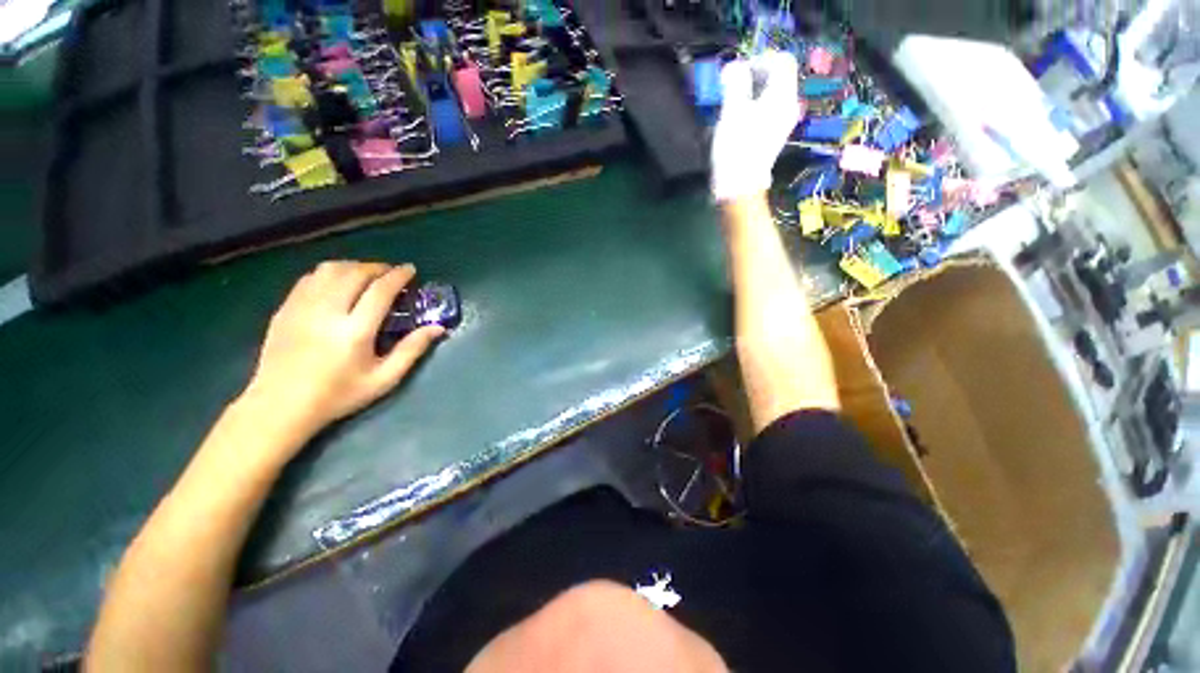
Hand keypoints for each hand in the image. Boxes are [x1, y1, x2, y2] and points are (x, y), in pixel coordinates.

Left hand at [240, 261, 444, 442]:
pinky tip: (338, 284)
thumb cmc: (338, 395)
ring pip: (329, 270)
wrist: (280, 406)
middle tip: (391, 273)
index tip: (411, 270)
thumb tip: (438, 328)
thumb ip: (412, 350)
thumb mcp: (384, 379)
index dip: (398, 276)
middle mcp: (327, 312)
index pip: (380, 291)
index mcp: (354, 331)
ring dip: (353, 267)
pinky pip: (309, 278)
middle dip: (377, 268)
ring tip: (366, 276)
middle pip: (354, 273)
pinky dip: (330, 274)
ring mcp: (301, 308)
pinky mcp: (285, 309)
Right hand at [710, 50, 802, 202]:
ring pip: (773, 95)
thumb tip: (736, 66)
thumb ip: (736, 82)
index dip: (761, 59)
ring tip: (733, 104)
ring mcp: (783, 123)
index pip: (782, 61)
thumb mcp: (733, 110)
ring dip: (753, 93)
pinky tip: (740, 120)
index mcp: (783, 96)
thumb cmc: (736, 147)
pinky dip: (755, 107)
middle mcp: (789, 106)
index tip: (739, 73)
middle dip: (755, 76)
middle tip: (733, 87)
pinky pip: (769, 111)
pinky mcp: (774, 137)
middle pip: (779, 78)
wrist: (739, 186)